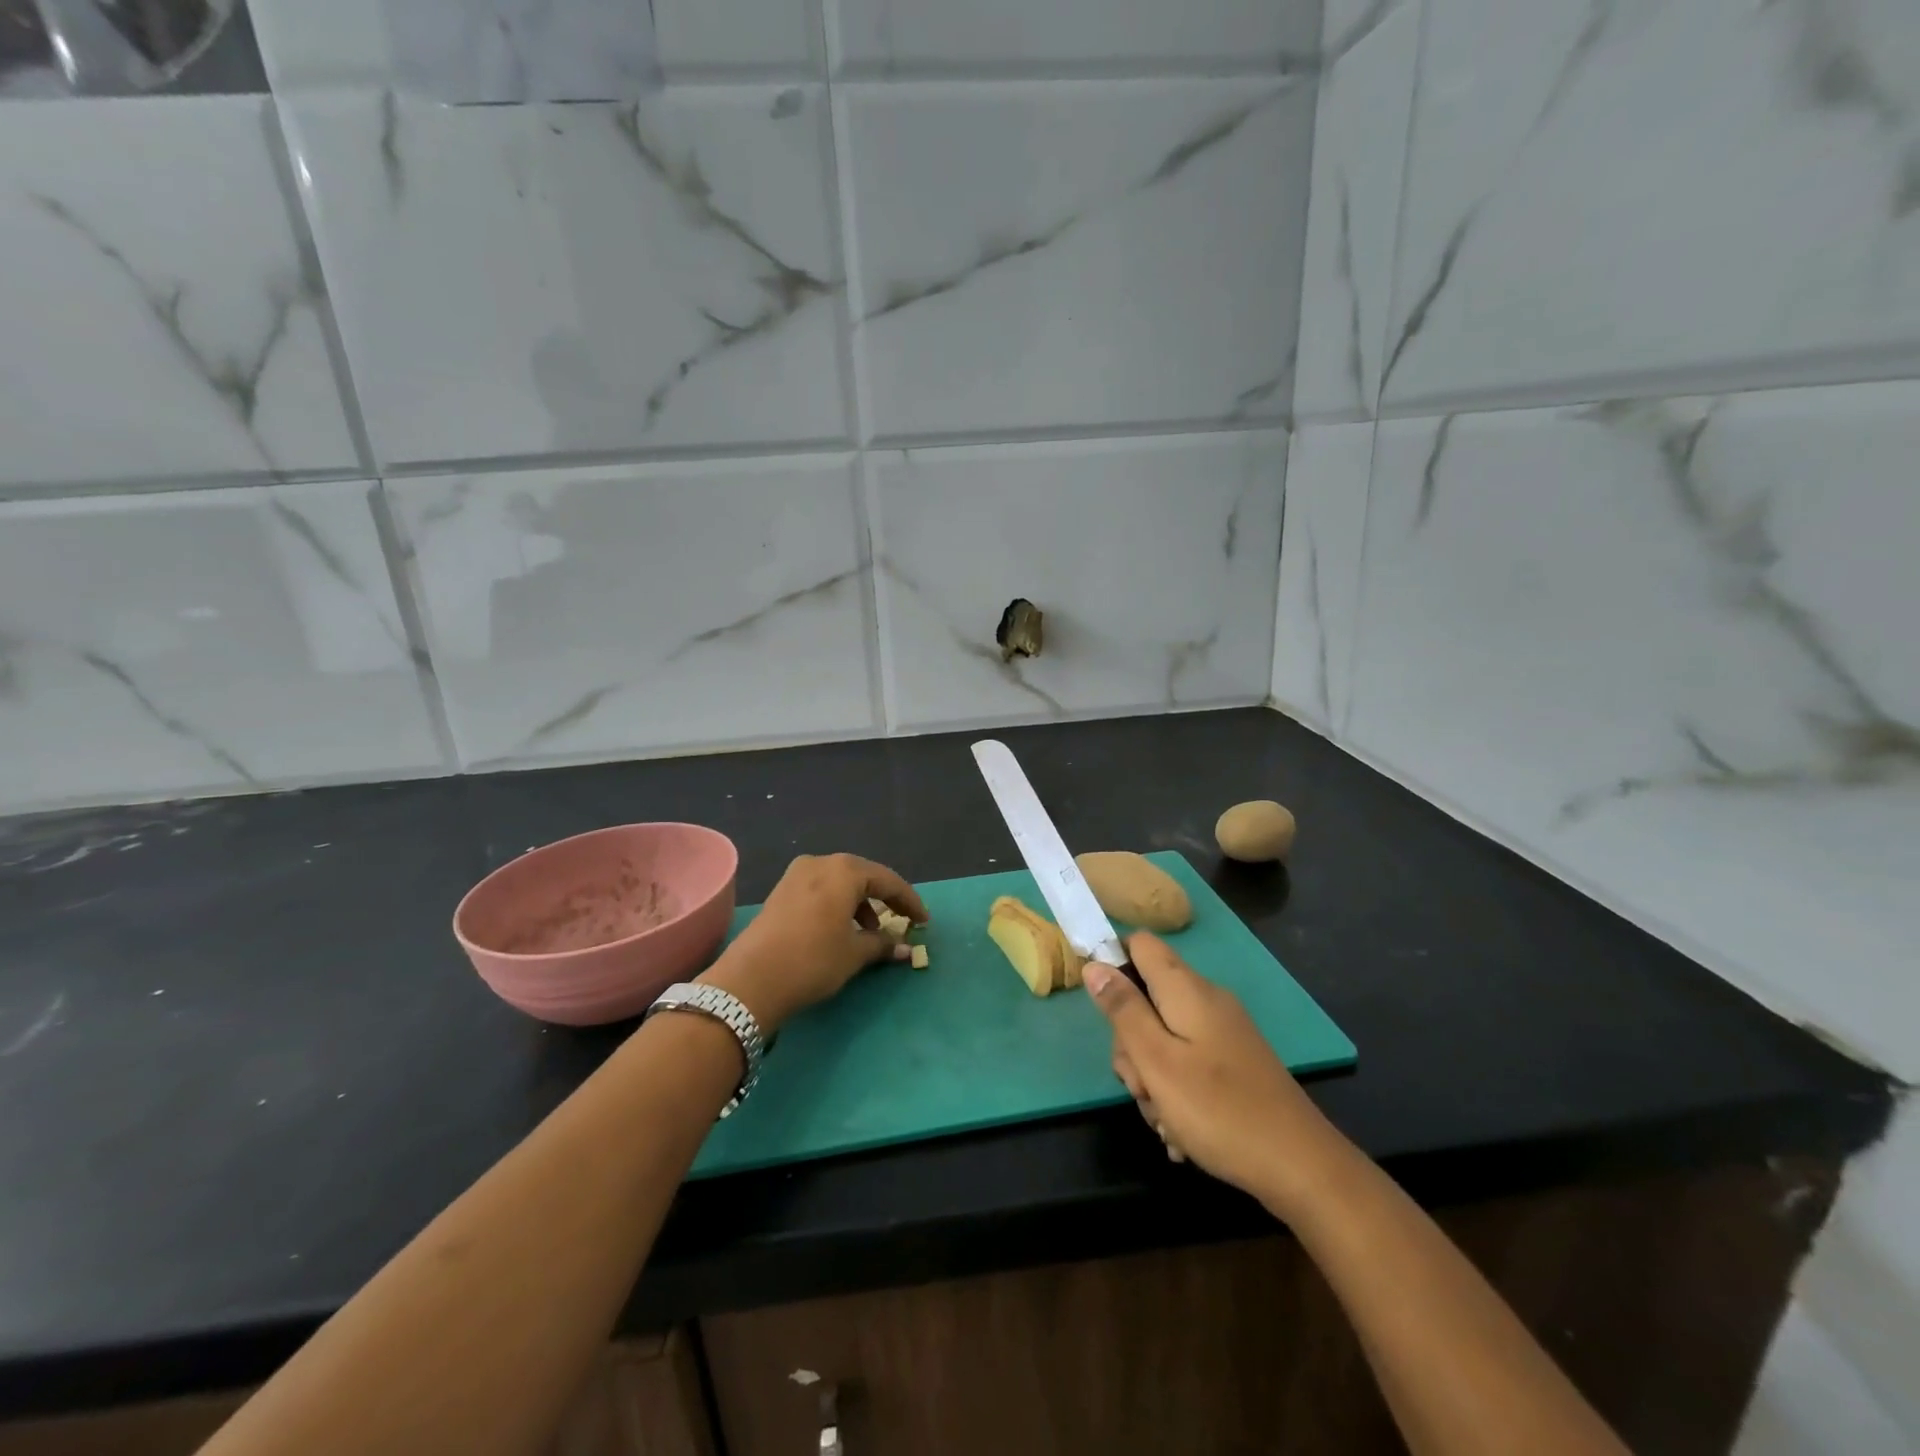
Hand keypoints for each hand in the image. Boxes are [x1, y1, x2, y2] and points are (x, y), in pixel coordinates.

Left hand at [699, 854, 927, 1032]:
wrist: (749, 981)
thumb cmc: (812, 961)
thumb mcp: (854, 954)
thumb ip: (883, 945)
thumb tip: (905, 949)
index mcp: (844, 871)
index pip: (887, 880)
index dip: (909, 901)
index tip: (924, 921)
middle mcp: (820, 863)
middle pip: (862, 876)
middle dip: (884, 898)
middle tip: (902, 919)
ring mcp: (796, 875)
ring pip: (839, 882)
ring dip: (860, 902)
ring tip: (871, 930)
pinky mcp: (780, 892)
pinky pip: (820, 890)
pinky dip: (838, 904)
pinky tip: (842, 929)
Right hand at [1083, 933, 1341, 1216]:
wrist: (1302, 1168)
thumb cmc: (1220, 1111)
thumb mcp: (1157, 1061)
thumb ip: (1123, 1010)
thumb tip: (1094, 965)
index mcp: (1186, 989)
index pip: (1139, 945)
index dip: (1112, 964)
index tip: (1100, 1010)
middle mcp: (1206, 1000)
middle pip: (1146, 998)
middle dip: (1131, 1044)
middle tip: (1141, 1085)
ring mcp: (1222, 1033)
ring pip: (1163, 1038)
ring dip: (1152, 1078)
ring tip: (1165, 1120)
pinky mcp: (1233, 1063)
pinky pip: (1187, 1063)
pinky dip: (1177, 1093)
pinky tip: (1182, 1133)